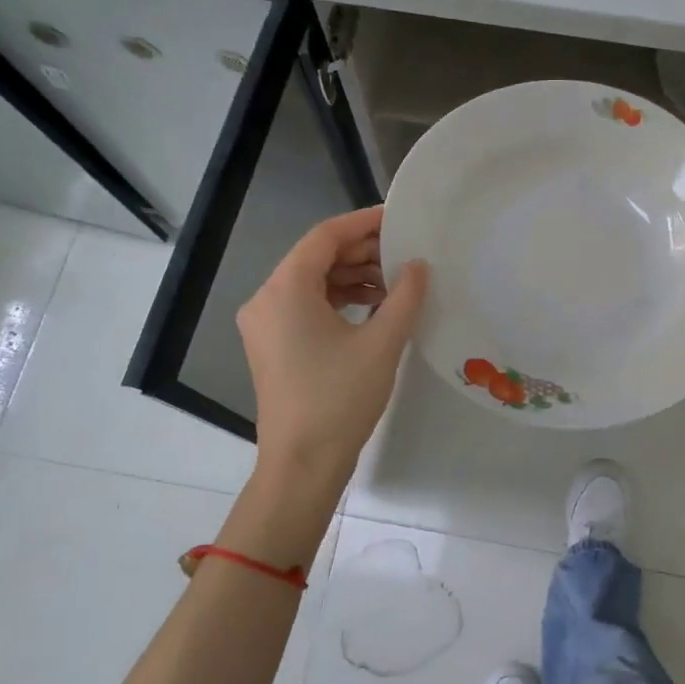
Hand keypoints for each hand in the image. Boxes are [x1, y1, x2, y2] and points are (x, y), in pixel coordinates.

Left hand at [237, 206, 428, 489]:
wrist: (302, 465)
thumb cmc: (339, 399)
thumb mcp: (382, 344)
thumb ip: (405, 296)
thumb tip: (419, 265)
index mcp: (285, 289)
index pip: (325, 237)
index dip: (363, 222)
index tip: (399, 218)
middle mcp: (266, 299)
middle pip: (316, 258)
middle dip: (362, 252)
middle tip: (405, 252)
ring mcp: (265, 325)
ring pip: (312, 283)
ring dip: (353, 277)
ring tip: (396, 282)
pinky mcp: (273, 346)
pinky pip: (306, 307)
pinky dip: (339, 301)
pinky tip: (374, 308)